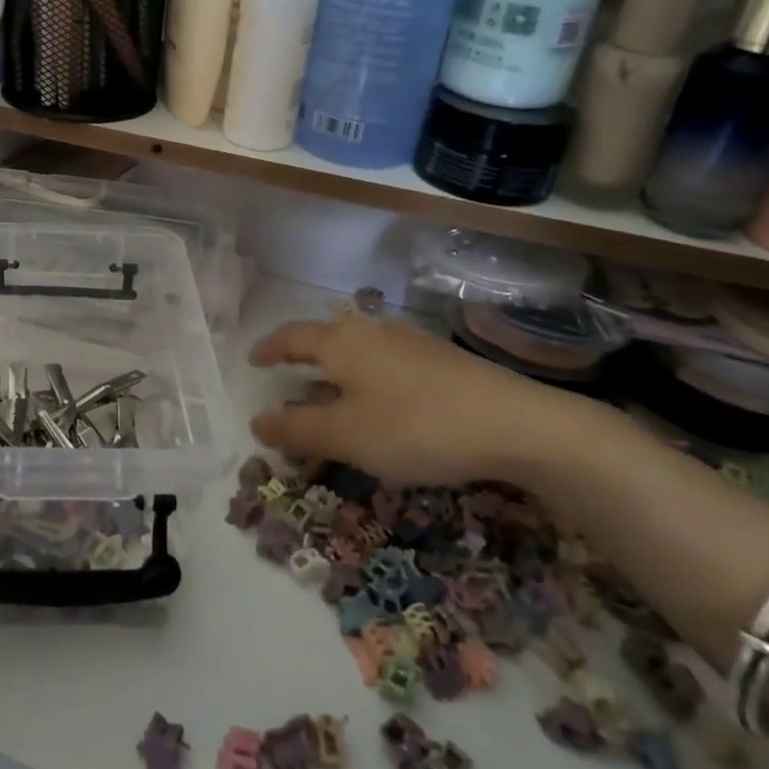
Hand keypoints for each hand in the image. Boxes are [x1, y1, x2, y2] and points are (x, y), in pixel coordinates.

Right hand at [247, 312, 593, 486]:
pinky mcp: (442, 362)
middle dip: (303, 363)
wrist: (515, 424)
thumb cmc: (415, 426)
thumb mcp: (346, 435)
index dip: (270, 349)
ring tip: (333, 402)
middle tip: (289, 384)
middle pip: (326, 341)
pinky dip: (368, 385)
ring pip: (359, 355)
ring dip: (338, 377)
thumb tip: (257, 421)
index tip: (253, 360)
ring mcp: (411, 344)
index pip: (292, 337)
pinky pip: (387, 368)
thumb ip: (297, 428)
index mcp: (342, 343)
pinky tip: (382, 408)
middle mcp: (373, 333)